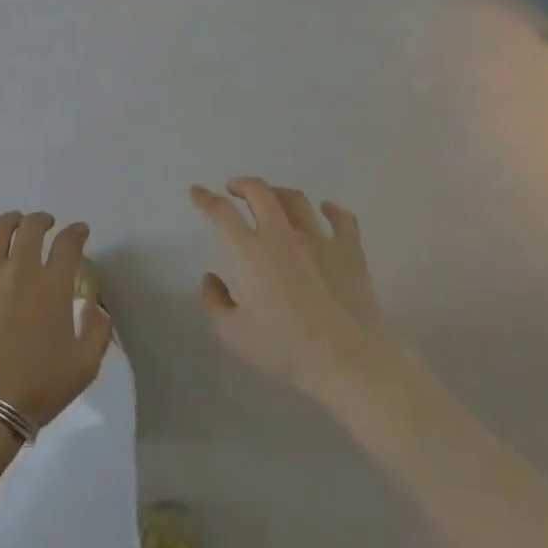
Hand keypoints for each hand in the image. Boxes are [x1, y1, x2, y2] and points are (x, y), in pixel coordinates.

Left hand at [0, 212, 112, 429]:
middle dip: (42, 221)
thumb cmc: (39, 387)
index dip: (76, 232)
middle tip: (46, 225)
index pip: (68, 243)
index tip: (80, 232)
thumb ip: (98, 329)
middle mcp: (19, 269)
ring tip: (14, 221)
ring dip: (9, 221)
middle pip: (31, 228)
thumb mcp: (85, 364)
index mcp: (52, 285)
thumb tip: (95, 304)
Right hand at [191, 179, 393, 405]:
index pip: (222, 213)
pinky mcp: (350, 252)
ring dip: (279, 192)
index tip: (197, 192)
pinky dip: (332, 209)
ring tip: (273, 198)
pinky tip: (326, 209)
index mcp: (251, 253)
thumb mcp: (234, 334)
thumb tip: (211, 278)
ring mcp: (319, 240)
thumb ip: (215, 302)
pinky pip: (342, 219)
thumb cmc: (285, 349)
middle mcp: (282, 236)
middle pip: (260, 192)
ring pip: (296, 200)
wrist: (348, 362)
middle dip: (242, 184)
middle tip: (234, 189)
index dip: (206, 199)